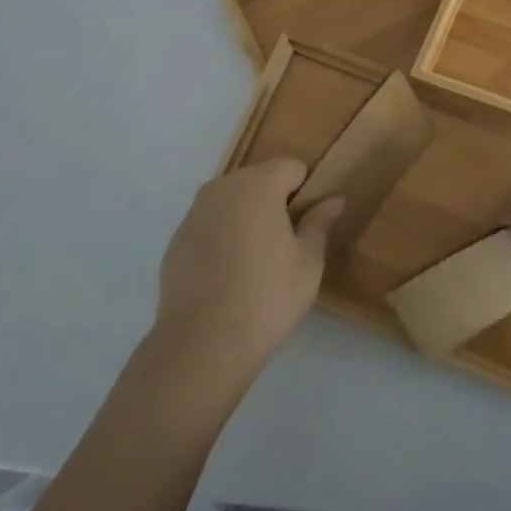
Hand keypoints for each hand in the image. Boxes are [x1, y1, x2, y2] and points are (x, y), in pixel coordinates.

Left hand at [152, 160, 342, 377]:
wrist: (202, 343)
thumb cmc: (267, 297)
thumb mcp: (308, 262)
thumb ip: (320, 223)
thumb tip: (333, 199)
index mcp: (258, 185)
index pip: (292, 167)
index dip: (306, 191)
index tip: (309, 224)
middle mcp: (222, 188)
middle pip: (259, 179)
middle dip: (276, 201)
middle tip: (287, 244)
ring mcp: (194, 213)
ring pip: (232, 201)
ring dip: (247, 217)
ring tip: (257, 260)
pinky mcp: (177, 239)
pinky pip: (210, 224)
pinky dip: (223, 236)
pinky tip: (228, 275)